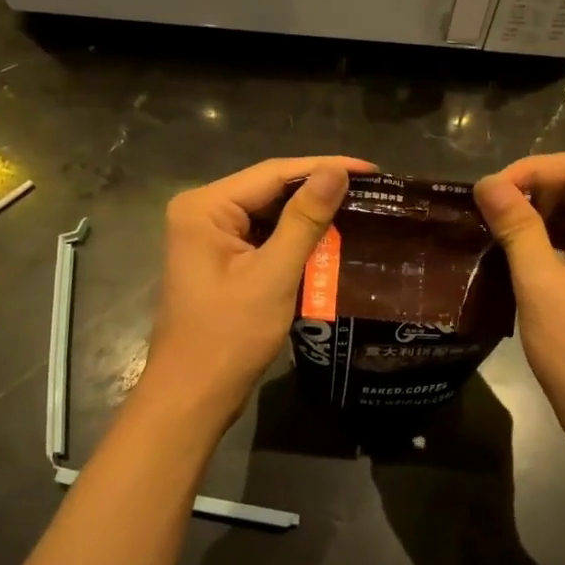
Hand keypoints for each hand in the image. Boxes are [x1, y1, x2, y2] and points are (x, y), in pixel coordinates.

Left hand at [141, 155, 374, 432]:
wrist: (192, 397)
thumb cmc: (229, 337)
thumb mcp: (274, 275)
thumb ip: (305, 220)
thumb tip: (337, 172)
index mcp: (205, 207)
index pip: (273, 173)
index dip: (324, 167)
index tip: (373, 170)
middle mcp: (202, 211)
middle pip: (269, 188)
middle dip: (318, 189)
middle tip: (372, 189)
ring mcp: (208, 236)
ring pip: (269, 211)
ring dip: (310, 213)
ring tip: (360, 207)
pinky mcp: (220, 258)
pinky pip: (263, 234)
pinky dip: (295, 236)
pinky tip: (329, 236)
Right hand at [474, 153, 564, 446]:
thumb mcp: (542, 286)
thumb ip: (517, 227)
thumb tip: (488, 184)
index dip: (530, 171)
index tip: (489, 193)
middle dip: (536, 191)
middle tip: (491, 212)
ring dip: (545, 213)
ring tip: (501, 228)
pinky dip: (559, 236)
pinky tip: (526, 249)